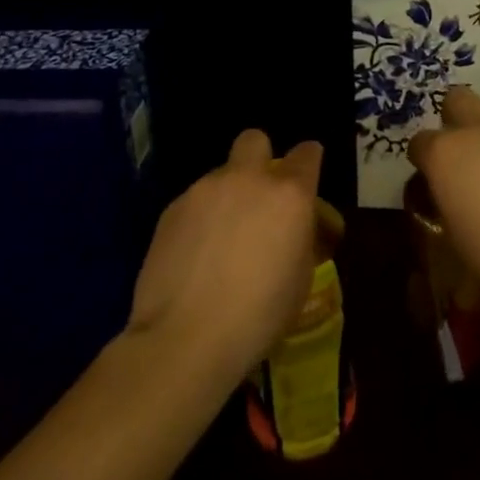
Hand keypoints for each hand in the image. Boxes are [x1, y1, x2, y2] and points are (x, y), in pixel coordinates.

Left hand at [126, 131, 322, 389]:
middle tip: (258, 195)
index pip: (307, 153)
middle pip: (255, 140)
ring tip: (220, 238)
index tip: (306, 178)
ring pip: (221, 174)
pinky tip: (194, 254)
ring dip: (227, 195)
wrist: (185, 339)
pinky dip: (199, 218)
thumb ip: (299, 237)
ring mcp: (205, 190)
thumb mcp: (300, 279)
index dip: (309, 162)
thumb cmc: (258, 316)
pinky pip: (193, 201)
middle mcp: (248, 179)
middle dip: (260, 158)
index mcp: (289, 195)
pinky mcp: (171, 208)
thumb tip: (290, 227)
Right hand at [406, 87, 479, 298]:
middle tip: (461, 149)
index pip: (419, 143)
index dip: (422, 158)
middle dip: (454, 117)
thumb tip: (449, 195)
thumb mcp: (453, 233)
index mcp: (443, 154)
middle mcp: (473, 130)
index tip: (430, 176)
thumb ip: (445, 202)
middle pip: (456, 99)